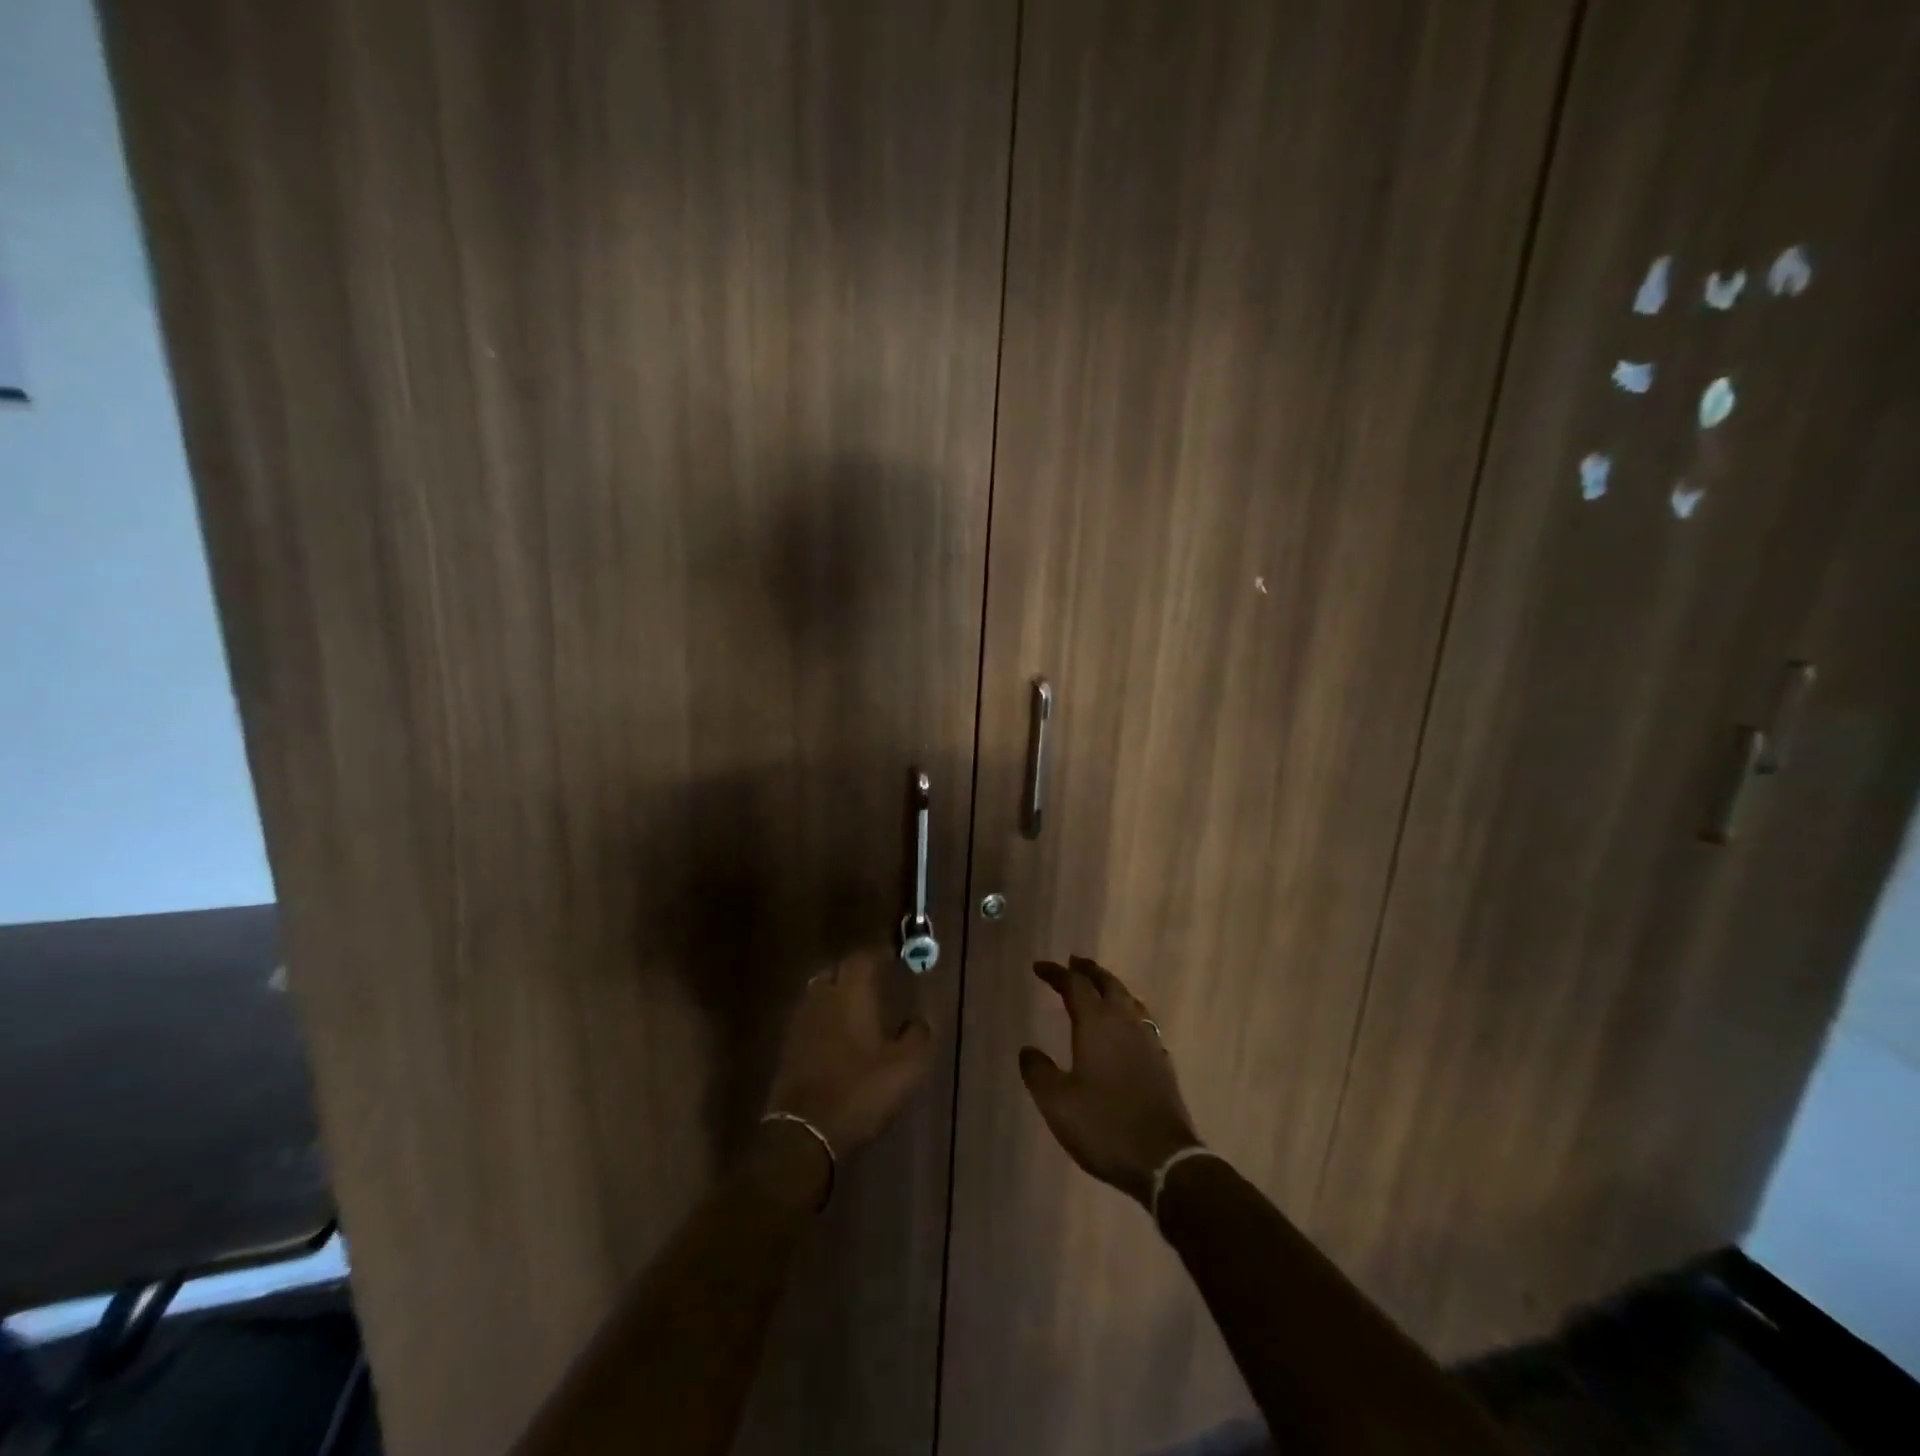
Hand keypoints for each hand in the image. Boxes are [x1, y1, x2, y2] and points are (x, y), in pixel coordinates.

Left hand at [764, 951, 934, 1161]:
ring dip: (839, 991)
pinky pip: (810, 1015)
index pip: (862, 957)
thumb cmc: (859, 1092)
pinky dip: (826, 1015)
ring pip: (820, 991)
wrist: (804, 1134)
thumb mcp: (905, 1068)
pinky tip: (840, 1033)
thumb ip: (918, 1036)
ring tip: (860, 1003)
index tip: (895, 957)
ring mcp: (801, 1021)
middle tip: (878, 978)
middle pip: (837, 970)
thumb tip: (920, 1020)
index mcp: (851, 993)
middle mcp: (822, 998)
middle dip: (856, 969)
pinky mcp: (789, 1046)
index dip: (879, 954)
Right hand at [1020, 956, 1202, 1205]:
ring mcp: (1148, 1040)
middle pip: (1107, 983)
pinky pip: (1142, 1020)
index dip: (1056, 973)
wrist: (1164, 1160)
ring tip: (1099, 987)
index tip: (1039, 967)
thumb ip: (1038, 1072)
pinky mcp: (1162, 1061)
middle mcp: (1124, 1022)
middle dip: (1088, 971)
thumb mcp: (1057, 1103)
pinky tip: (1125, 1026)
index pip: (1075, 985)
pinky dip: (1127, 1010)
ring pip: (1128, 999)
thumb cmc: (1104, 1125)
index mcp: (1097, 1024)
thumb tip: (1028, 1050)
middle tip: (1073, 962)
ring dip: (1110, 987)